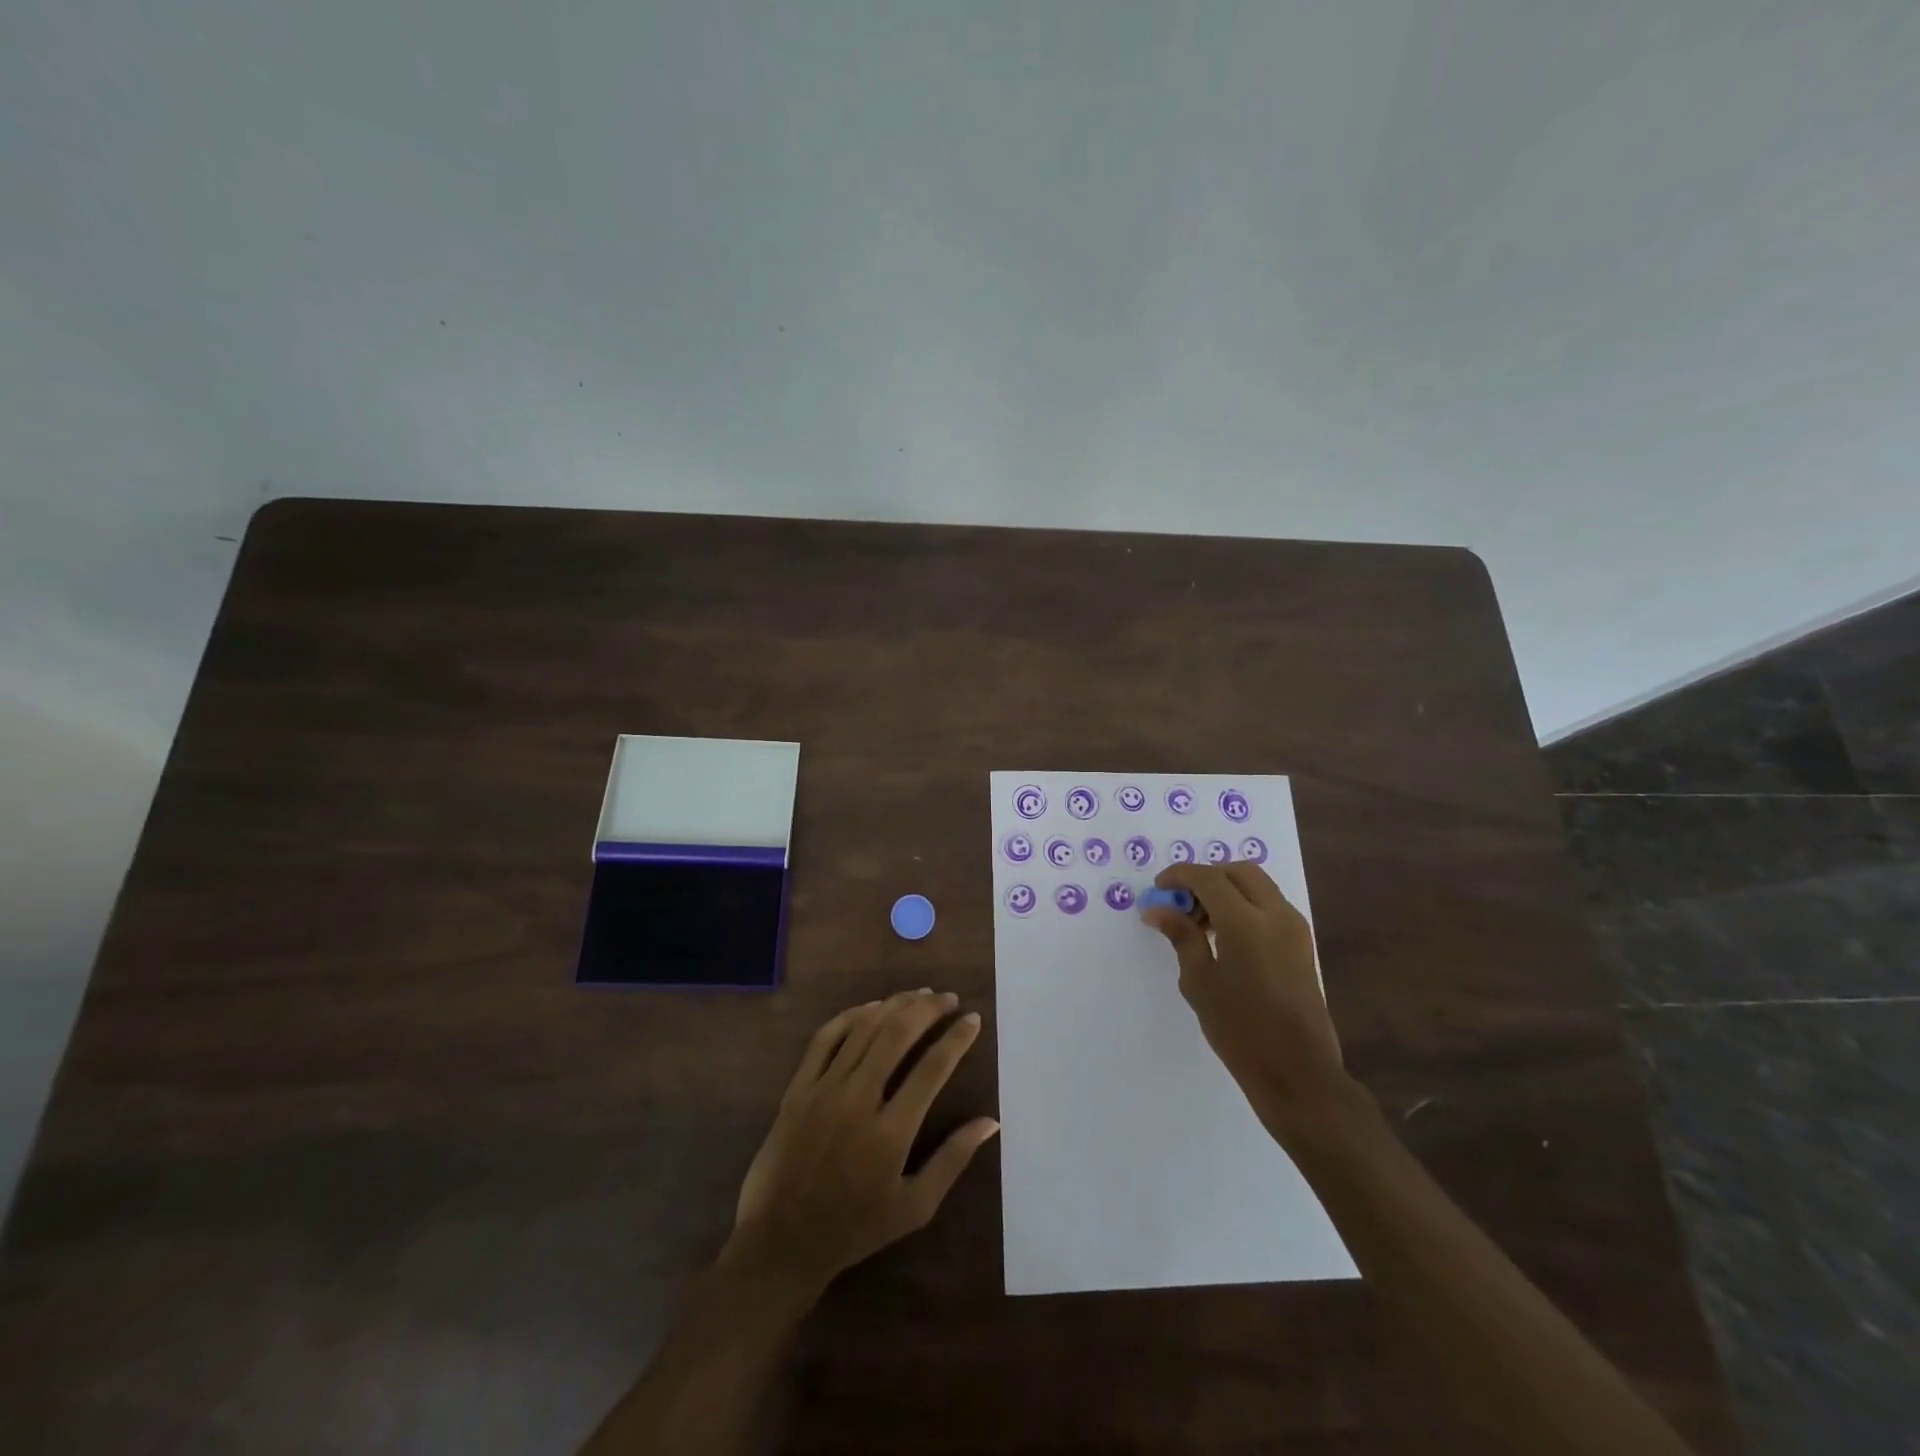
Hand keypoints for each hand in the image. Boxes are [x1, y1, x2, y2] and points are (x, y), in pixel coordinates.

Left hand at [726, 991, 999, 1292]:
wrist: (781, 1242)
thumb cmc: (854, 1228)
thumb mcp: (914, 1207)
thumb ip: (953, 1160)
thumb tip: (991, 1122)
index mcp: (890, 1133)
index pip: (932, 1069)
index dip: (956, 1038)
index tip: (973, 1019)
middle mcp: (857, 1101)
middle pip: (896, 1035)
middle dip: (928, 1009)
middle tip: (948, 998)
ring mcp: (823, 1090)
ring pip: (863, 1029)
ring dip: (894, 1005)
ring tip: (919, 995)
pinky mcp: (798, 1088)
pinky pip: (825, 1038)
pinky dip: (850, 1016)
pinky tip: (871, 1008)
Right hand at [1142, 863, 1350, 1142]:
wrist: (1298, 1072)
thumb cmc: (1240, 1030)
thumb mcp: (1200, 982)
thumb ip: (1182, 936)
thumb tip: (1158, 909)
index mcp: (1246, 923)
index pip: (1209, 878)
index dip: (1180, 876)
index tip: (1159, 889)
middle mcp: (1276, 915)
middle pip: (1238, 871)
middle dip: (1206, 878)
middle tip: (1181, 903)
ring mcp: (1294, 928)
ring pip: (1257, 885)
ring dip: (1226, 890)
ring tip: (1200, 924)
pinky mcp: (1302, 943)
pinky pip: (1269, 905)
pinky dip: (1244, 905)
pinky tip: (1225, 937)